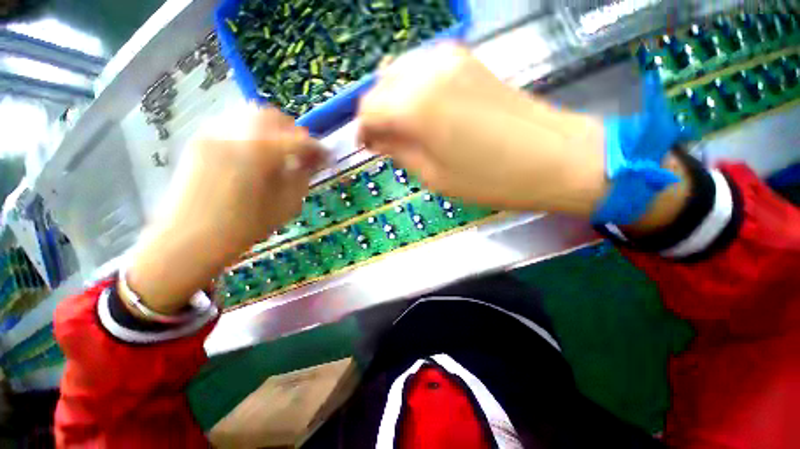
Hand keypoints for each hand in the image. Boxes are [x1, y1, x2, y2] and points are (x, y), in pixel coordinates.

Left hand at [126, 106, 323, 313]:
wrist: (189, 239)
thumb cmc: (245, 227)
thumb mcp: (286, 205)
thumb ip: (303, 176)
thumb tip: (315, 160)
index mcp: (261, 152)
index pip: (300, 140)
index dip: (318, 148)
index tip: (326, 158)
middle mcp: (236, 133)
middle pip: (272, 115)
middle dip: (292, 131)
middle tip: (300, 152)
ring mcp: (213, 133)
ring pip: (249, 115)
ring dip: (271, 130)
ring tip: (277, 152)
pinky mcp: (200, 140)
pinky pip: (232, 124)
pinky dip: (251, 133)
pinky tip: (254, 155)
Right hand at [358, 43, 608, 215]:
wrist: (554, 158)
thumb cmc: (489, 179)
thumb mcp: (434, 176)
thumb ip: (399, 151)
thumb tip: (378, 139)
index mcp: (415, 105)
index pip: (368, 108)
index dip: (363, 129)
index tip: (368, 147)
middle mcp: (428, 70)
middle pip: (381, 85)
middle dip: (377, 114)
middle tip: (386, 141)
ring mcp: (451, 58)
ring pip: (401, 73)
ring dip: (394, 101)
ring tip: (405, 129)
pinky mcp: (469, 60)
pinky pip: (424, 70)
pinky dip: (414, 90)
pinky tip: (425, 113)